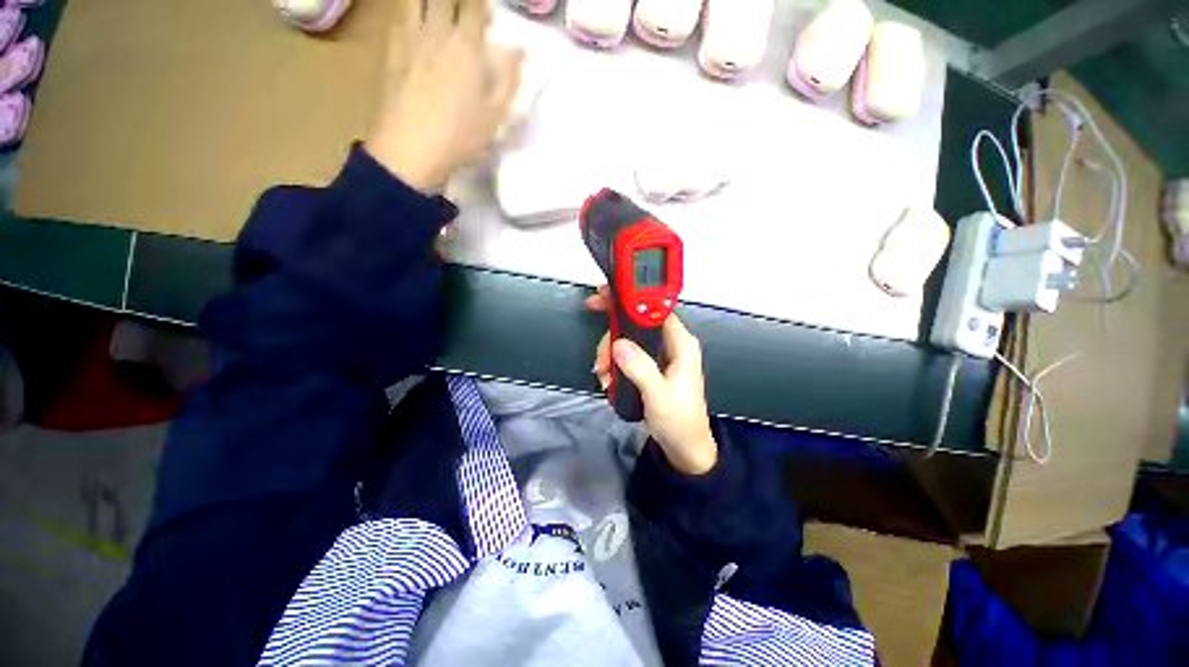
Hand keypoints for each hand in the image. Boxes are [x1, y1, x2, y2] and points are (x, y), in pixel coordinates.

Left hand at [366, 0, 523, 192]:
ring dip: (430, 1)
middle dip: (458, 0)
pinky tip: (414, 20)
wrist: (411, 150)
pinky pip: (397, 15)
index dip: (482, 5)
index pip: (474, 5)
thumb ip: (509, 79)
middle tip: (463, 12)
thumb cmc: (460, 136)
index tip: (488, 14)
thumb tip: (519, 50)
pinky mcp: (390, 50)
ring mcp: (409, 38)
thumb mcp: (495, 116)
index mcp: (466, 47)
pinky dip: (408, 11)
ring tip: (440, 12)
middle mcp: (436, 32)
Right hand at [588, 289, 717, 475]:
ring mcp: (659, 356)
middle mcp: (671, 345)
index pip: (655, 309)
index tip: (603, 298)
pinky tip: (608, 380)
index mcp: (681, 344)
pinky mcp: (650, 367)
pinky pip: (627, 356)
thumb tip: (618, 344)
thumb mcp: (659, 395)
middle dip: (612, 339)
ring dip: (610, 356)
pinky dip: (614, 364)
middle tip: (600, 360)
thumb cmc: (679, 421)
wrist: (684, 448)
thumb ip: (640, 367)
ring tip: (603, 377)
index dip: (630, 300)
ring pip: (628, 341)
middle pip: (635, 325)